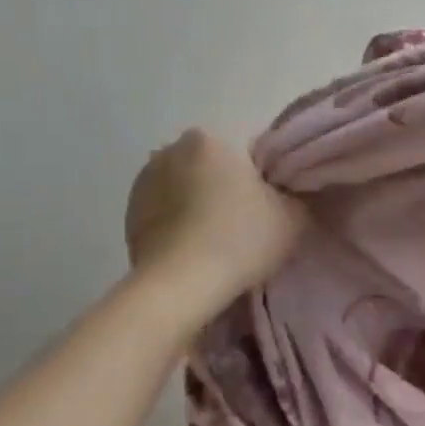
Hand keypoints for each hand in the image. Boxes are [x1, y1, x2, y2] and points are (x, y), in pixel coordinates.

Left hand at [124, 131, 306, 315]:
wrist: (180, 285)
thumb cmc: (241, 239)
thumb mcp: (293, 217)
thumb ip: (296, 196)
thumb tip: (288, 195)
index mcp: (211, 139)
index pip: (247, 153)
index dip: (264, 179)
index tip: (271, 205)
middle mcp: (171, 150)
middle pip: (213, 167)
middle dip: (227, 187)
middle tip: (247, 222)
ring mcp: (143, 182)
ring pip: (186, 188)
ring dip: (199, 204)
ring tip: (218, 239)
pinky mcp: (128, 214)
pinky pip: (165, 211)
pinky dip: (179, 223)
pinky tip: (195, 248)